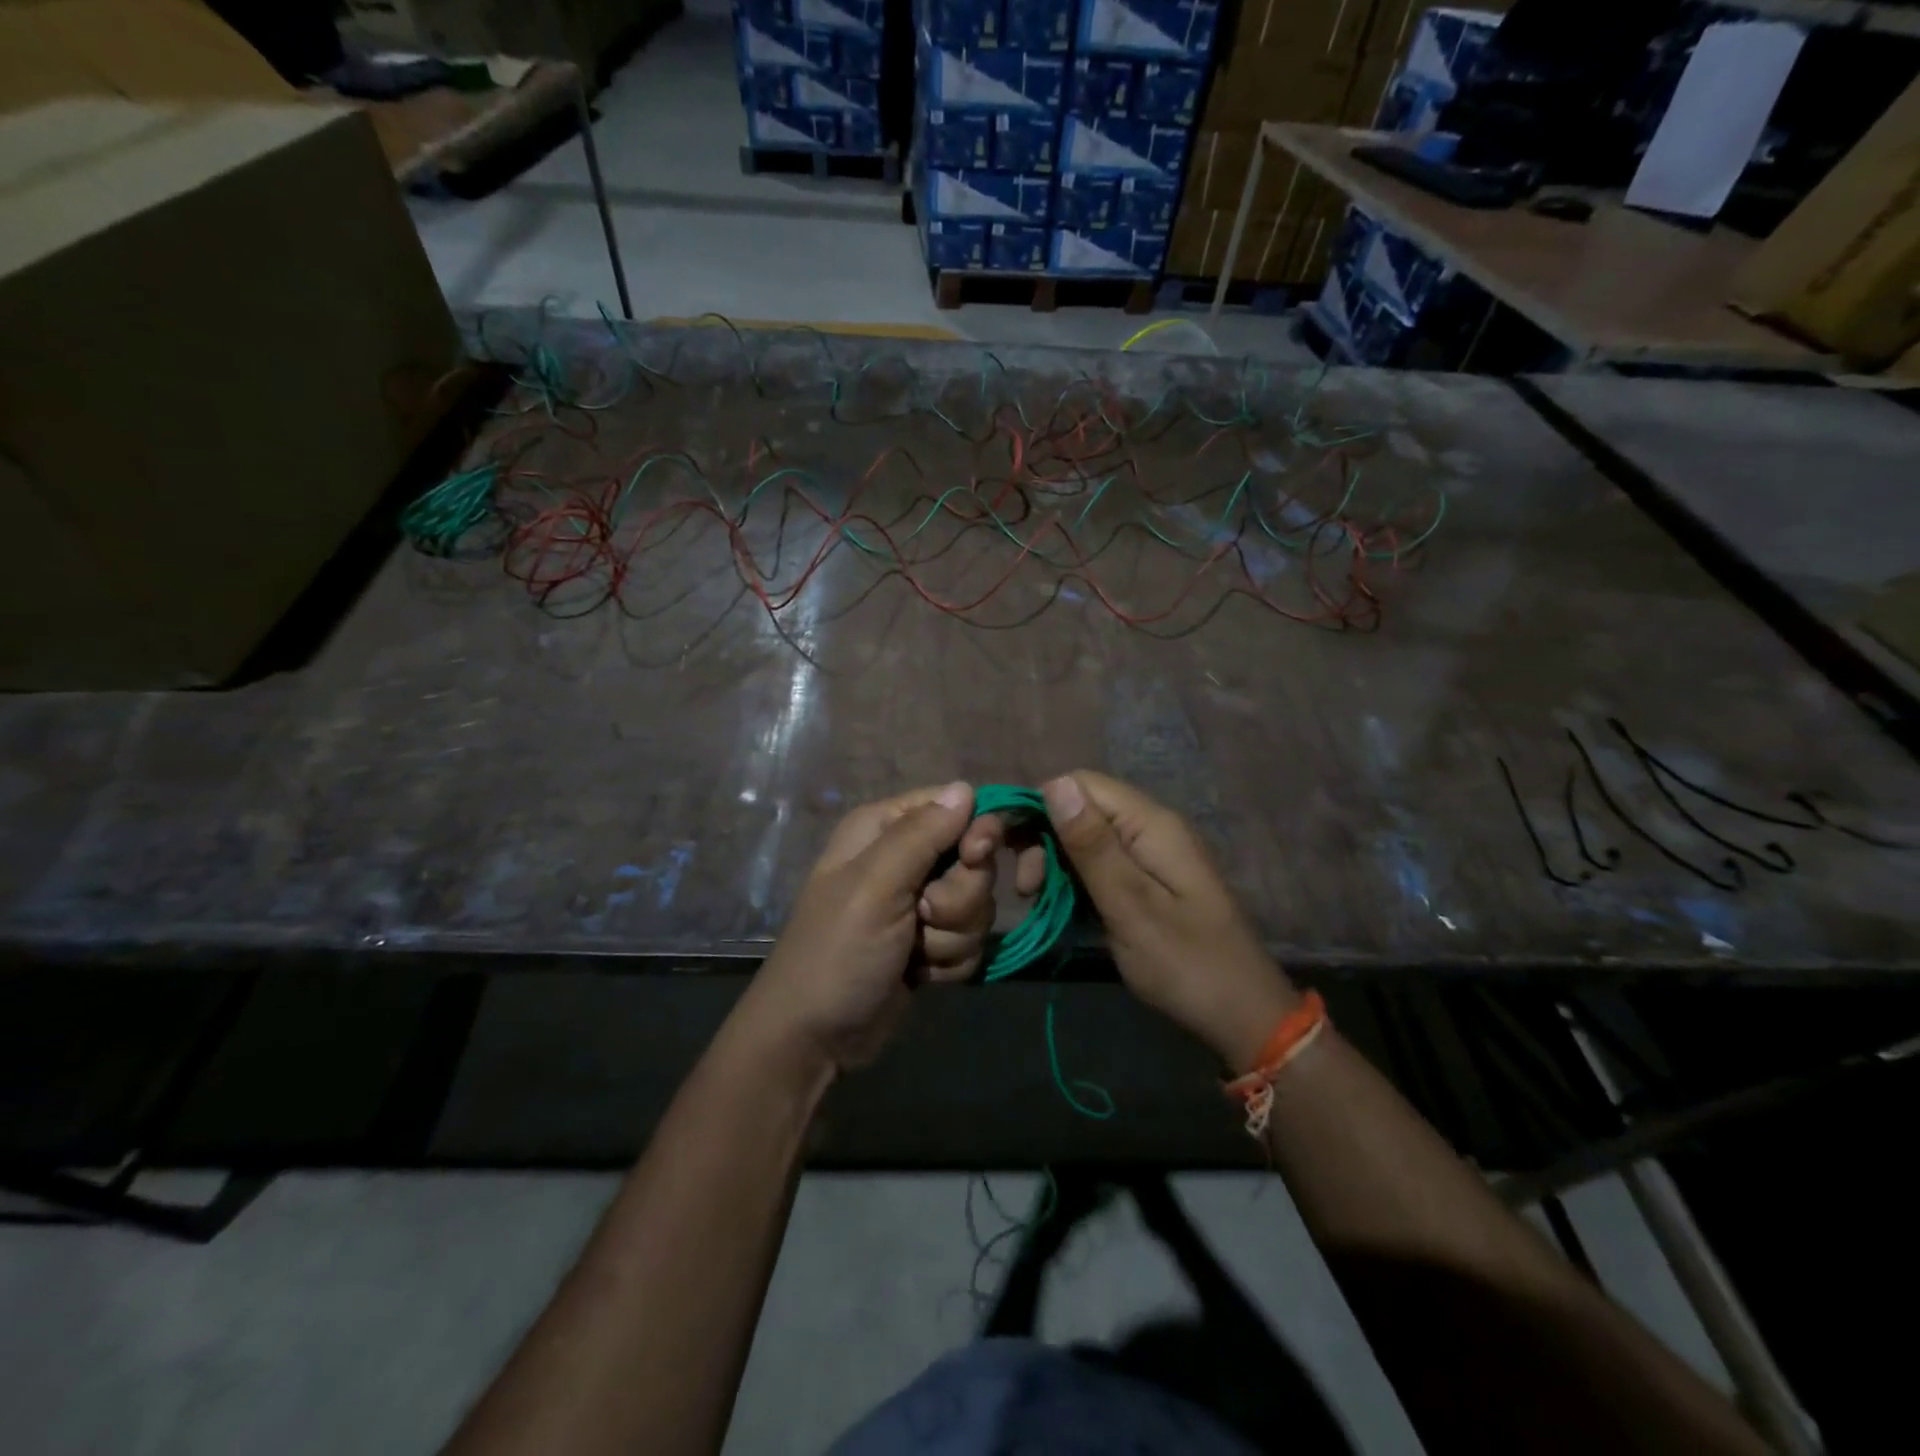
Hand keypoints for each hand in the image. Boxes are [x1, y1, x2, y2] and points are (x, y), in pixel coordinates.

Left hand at [735, 782, 1003, 1075]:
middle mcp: (904, 858)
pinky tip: (919, 975)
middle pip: (974, 860)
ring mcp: (919, 903)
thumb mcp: (875, 886)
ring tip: (914, 954)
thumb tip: (967, 787)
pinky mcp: (931, 942)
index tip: (975, 858)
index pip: (955, 805)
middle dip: (959, 899)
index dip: (976, 832)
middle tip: (922, 918)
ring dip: (952, 936)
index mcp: (884, 828)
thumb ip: (923, 834)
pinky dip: (950, 960)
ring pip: (977, 904)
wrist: (816, 1039)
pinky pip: (970, 939)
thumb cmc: (837, 953)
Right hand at [1040, 771, 1298, 1071]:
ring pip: (1087, 836)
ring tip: (1035, 898)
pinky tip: (1058, 903)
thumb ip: (1092, 845)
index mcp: (1150, 824)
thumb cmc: (1185, 963)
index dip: (1039, 804)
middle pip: (1082, 808)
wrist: (1242, 1016)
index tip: (1007, 847)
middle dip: (1043, 836)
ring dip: (1054, 860)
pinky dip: (1074, 877)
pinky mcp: (1148, 880)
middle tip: (1025, 887)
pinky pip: (1101, 863)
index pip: (1081, 784)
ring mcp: (1151, 855)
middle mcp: (1151, 828)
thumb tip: (1054, 783)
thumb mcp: (1130, 906)